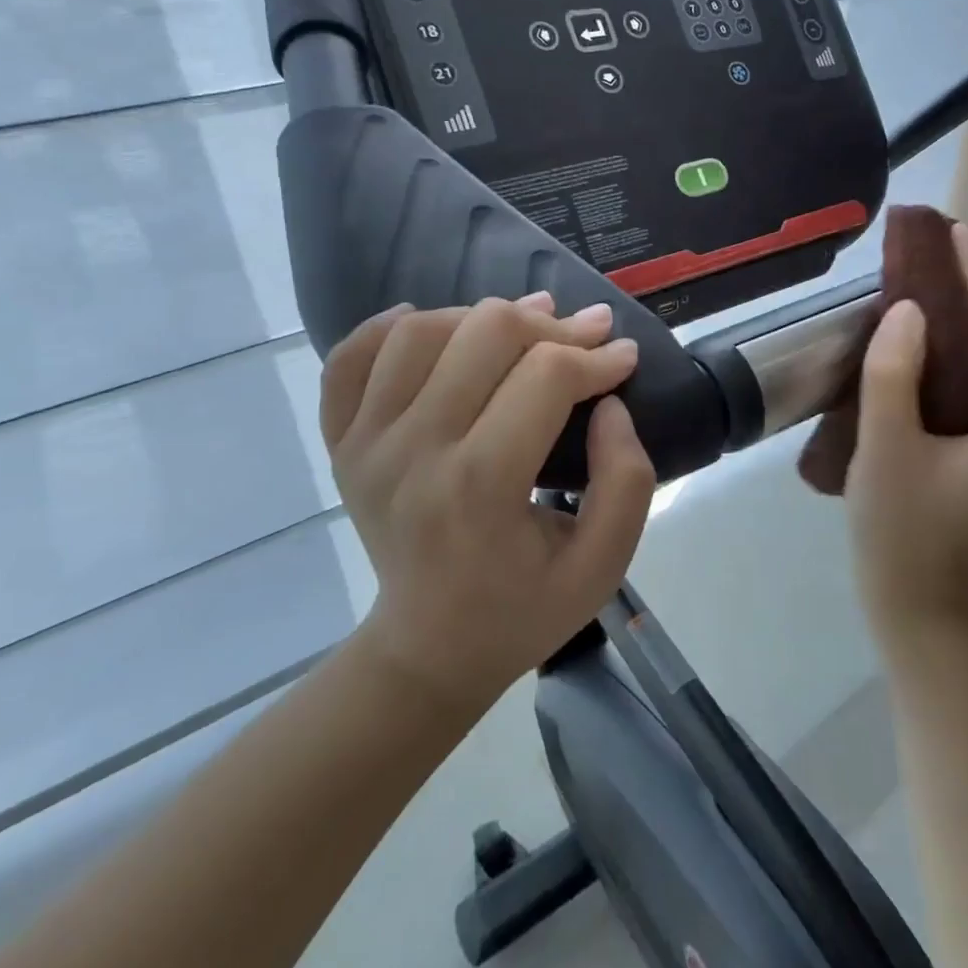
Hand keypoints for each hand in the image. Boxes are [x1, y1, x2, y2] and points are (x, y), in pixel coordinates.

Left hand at [320, 295, 655, 712]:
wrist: (426, 650)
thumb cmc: (521, 611)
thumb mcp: (602, 566)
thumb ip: (625, 480)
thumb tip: (608, 402)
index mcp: (480, 488)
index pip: (545, 377)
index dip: (596, 356)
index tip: (623, 357)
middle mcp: (413, 451)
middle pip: (485, 334)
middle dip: (550, 325)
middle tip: (584, 335)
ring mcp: (366, 442)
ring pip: (422, 331)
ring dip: (483, 317)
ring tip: (524, 328)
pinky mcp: (342, 441)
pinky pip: (353, 357)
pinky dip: (391, 327)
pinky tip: (433, 327)